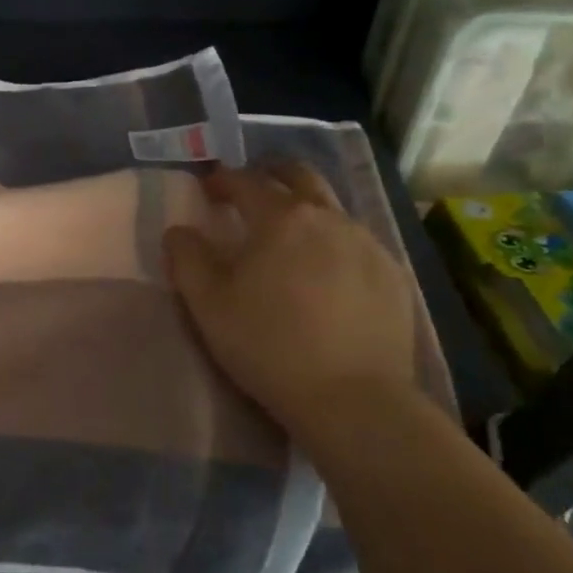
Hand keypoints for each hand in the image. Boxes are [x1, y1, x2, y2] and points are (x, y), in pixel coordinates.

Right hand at [164, 161, 426, 457]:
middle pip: (299, 176)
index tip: (208, 187)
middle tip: (251, 189)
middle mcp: (329, 218)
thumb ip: (186, 258)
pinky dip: (333, 241)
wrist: (353, 399)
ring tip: (288, 235)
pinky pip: (357, 242)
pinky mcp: (393, 275)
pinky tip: (325, 272)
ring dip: (305, 207)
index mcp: (281, 219)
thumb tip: (179, 231)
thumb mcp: (207, 304)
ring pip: (332, 207)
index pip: (246, 181)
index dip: (222, 179)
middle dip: (271, 174)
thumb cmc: (268, 345)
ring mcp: (368, 244)